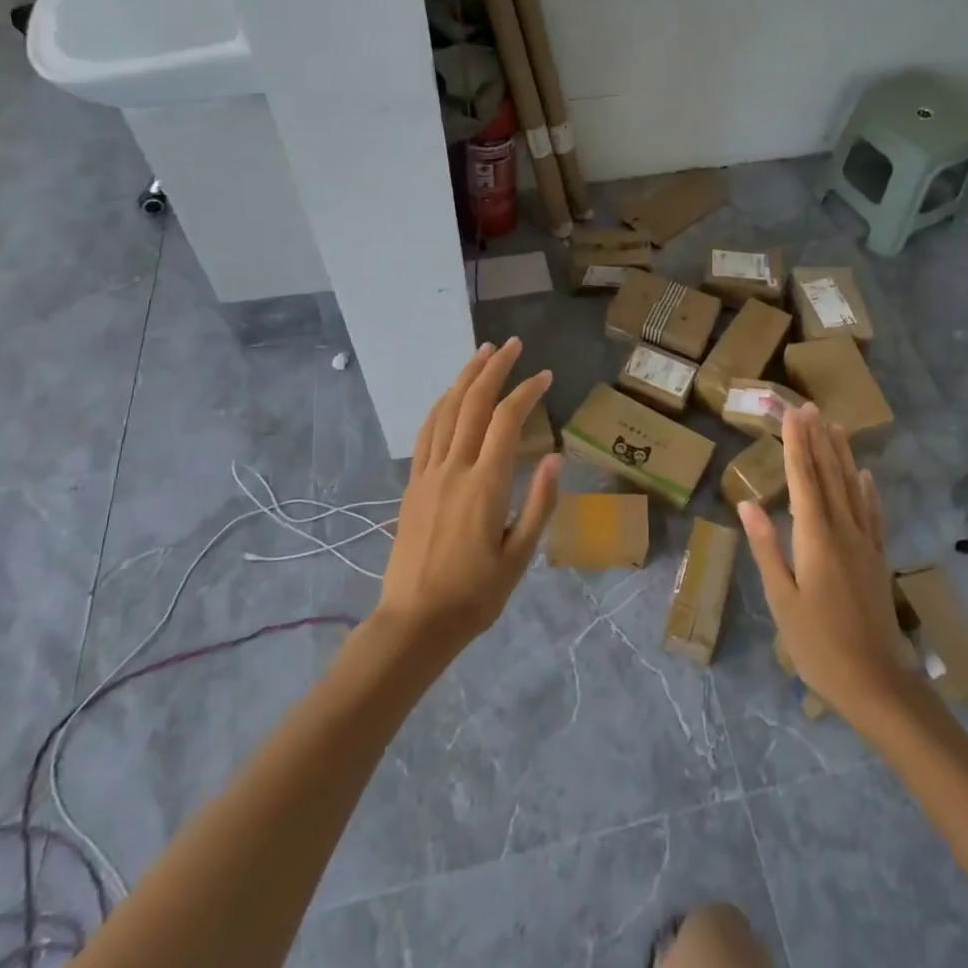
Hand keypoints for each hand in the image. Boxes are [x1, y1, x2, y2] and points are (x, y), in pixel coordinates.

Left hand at [369, 338, 559, 661]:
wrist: (414, 623)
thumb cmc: (475, 596)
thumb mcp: (519, 557)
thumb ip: (539, 504)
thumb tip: (554, 456)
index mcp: (485, 485)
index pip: (506, 421)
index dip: (526, 392)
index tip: (544, 376)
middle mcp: (454, 469)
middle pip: (473, 403)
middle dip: (494, 368)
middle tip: (512, 344)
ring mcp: (428, 474)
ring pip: (446, 411)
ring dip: (464, 378)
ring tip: (481, 353)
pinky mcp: (413, 485)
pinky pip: (426, 433)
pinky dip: (440, 406)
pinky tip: (450, 396)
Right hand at [737, 404, 917, 726]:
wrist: (877, 683)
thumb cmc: (818, 644)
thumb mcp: (781, 599)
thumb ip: (767, 547)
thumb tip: (747, 504)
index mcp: (816, 537)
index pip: (804, 479)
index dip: (796, 444)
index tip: (791, 413)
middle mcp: (843, 530)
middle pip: (829, 475)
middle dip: (818, 439)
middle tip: (810, 406)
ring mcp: (865, 544)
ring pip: (852, 488)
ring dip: (842, 455)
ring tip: (835, 426)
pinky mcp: (877, 559)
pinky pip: (872, 514)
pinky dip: (868, 490)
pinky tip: (866, 476)